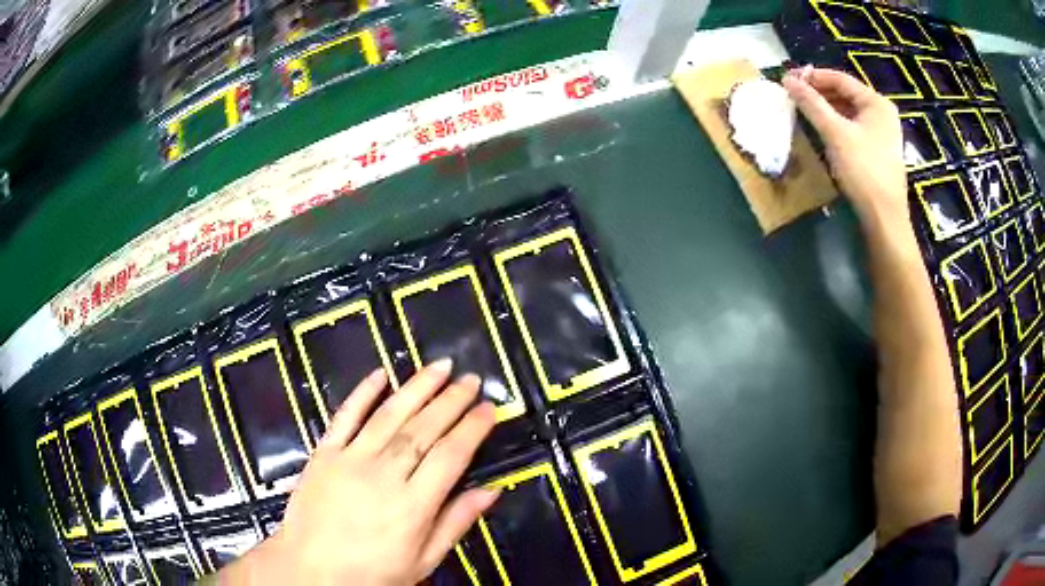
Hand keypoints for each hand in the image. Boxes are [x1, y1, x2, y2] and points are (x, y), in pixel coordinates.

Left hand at [225, 359, 498, 584]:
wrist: (311, 570)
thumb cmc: (372, 571)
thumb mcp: (423, 559)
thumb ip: (456, 522)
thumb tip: (491, 491)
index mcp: (413, 506)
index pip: (450, 456)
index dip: (472, 429)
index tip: (489, 408)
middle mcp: (384, 475)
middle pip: (423, 430)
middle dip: (451, 401)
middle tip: (471, 380)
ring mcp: (350, 460)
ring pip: (389, 416)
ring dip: (417, 388)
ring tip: (440, 367)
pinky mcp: (324, 453)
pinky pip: (344, 417)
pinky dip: (362, 393)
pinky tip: (381, 374)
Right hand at [782, 67, 907, 230]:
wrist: (884, 218)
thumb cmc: (863, 170)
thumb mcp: (835, 133)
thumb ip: (811, 103)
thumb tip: (788, 79)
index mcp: (876, 103)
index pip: (840, 79)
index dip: (813, 76)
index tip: (789, 79)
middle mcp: (882, 113)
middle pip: (845, 94)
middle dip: (819, 93)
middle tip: (795, 96)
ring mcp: (883, 133)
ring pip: (849, 111)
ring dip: (827, 109)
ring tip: (805, 111)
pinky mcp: (879, 150)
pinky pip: (854, 127)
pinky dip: (837, 124)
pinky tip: (823, 130)